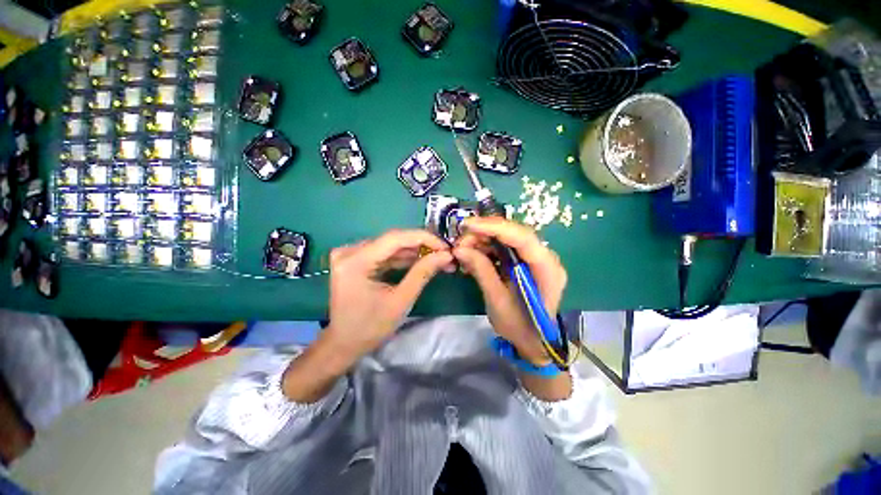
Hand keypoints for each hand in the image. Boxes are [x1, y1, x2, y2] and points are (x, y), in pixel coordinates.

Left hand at [324, 229, 454, 359]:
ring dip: (414, 252)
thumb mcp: (400, 301)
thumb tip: (446, 255)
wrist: (344, 343)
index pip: (395, 238)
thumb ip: (422, 273)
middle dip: (421, 246)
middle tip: (444, 254)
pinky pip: (383, 253)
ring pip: (390, 246)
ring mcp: (350, 254)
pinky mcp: (355, 260)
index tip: (445, 247)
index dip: (423, 239)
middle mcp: (349, 252)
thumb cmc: (370, 328)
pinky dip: (402, 258)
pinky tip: (420, 261)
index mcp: (355, 261)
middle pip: (393, 240)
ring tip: (437, 259)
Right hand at [454, 217, 567, 364]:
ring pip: (507, 239)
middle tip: (460, 242)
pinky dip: (487, 249)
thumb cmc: (519, 327)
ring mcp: (536, 258)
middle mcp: (545, 257)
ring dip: (483, 241)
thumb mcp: (497, 300)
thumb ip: (481, 270)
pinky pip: (505, 248)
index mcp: (546, 269)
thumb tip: (459, 249)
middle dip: (484, 234)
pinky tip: (473, 257)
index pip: (522, 238)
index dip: (494, 227)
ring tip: (463, 250)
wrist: (534, 342)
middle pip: (514, 234)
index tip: (468, 225)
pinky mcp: (526, 262)